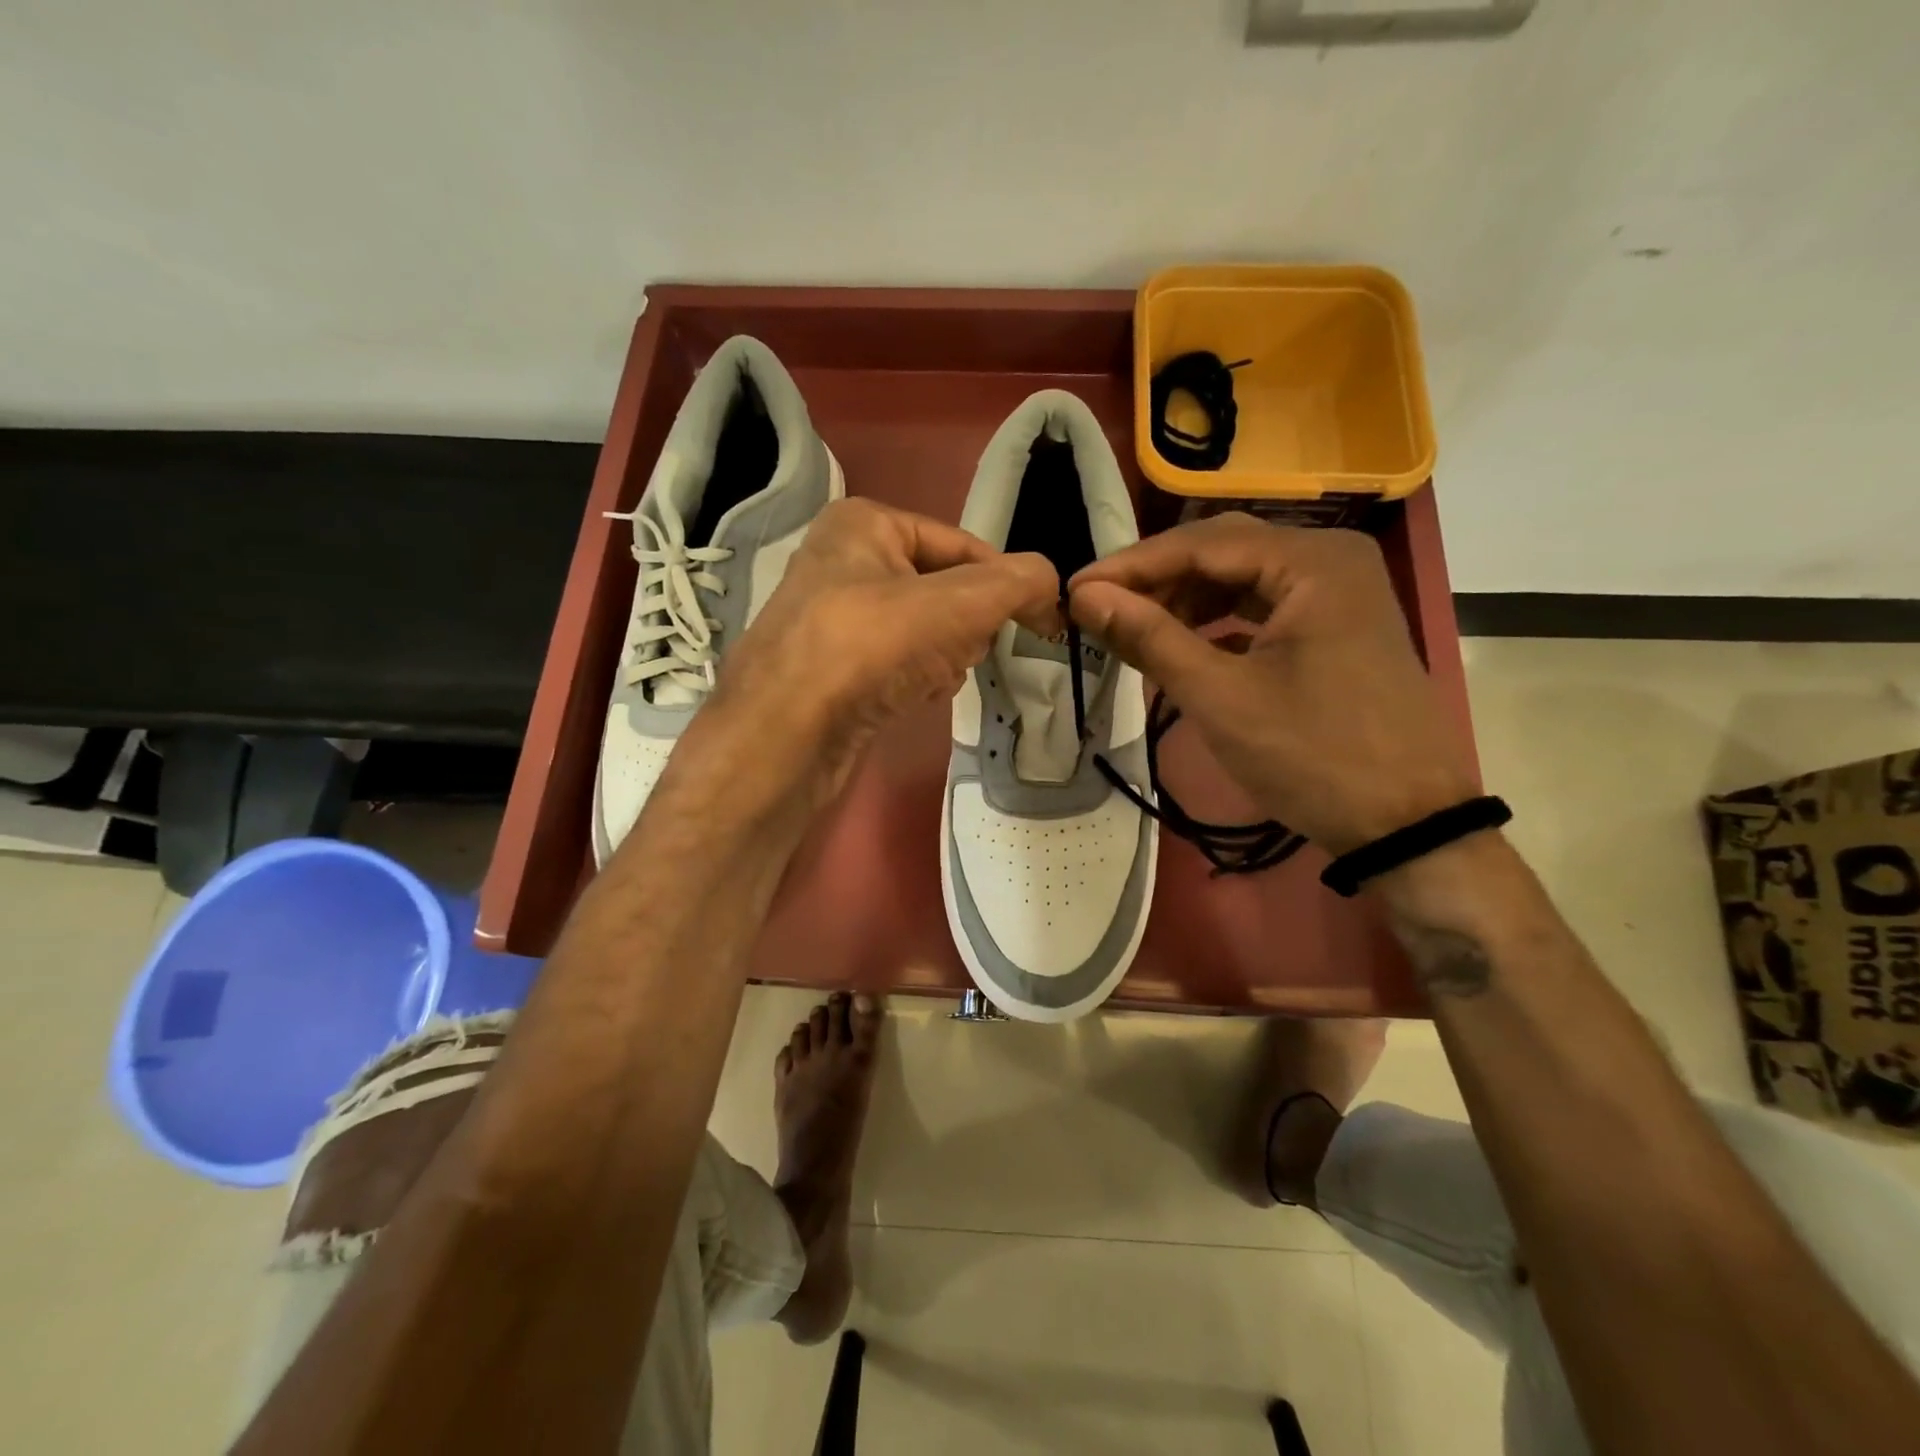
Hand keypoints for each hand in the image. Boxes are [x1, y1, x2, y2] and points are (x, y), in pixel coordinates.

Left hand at [708, 498, 1057, 804]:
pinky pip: (898, 663)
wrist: (785, 734)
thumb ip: (1017, 583)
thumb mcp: (959, 602)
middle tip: (959, 650)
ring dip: (944, 656)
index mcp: (865, 524)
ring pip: (924, 630)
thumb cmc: (869, 646)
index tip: (1042, 620)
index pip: (963, 545)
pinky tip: (912, 697)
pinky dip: (916, 679)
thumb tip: (1052, 585)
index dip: (1007, 582)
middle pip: (944, 589)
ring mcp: (833, 618)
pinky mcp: (832, 669)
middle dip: (965, 626)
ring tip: (931, 677)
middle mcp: (843, 561)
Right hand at [1068, 512, 1477, 855]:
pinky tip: (1185, 644)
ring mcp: (1339, 591)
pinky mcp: (1337, 624)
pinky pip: (1263, 605)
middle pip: (1223, 550)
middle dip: (1157, 579)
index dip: (1131, 566)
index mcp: (1312, 561)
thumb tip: (1085, 597)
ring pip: (1242, 577)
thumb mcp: (1221, 697)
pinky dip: (1218, 620)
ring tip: (1136, 630)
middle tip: (1101, 609)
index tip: (1075, 591)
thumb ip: (1150, 637)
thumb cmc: (1313, 756)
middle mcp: (1331, 558)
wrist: (1406, 824)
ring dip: (1185, 600)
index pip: (1201, 544)